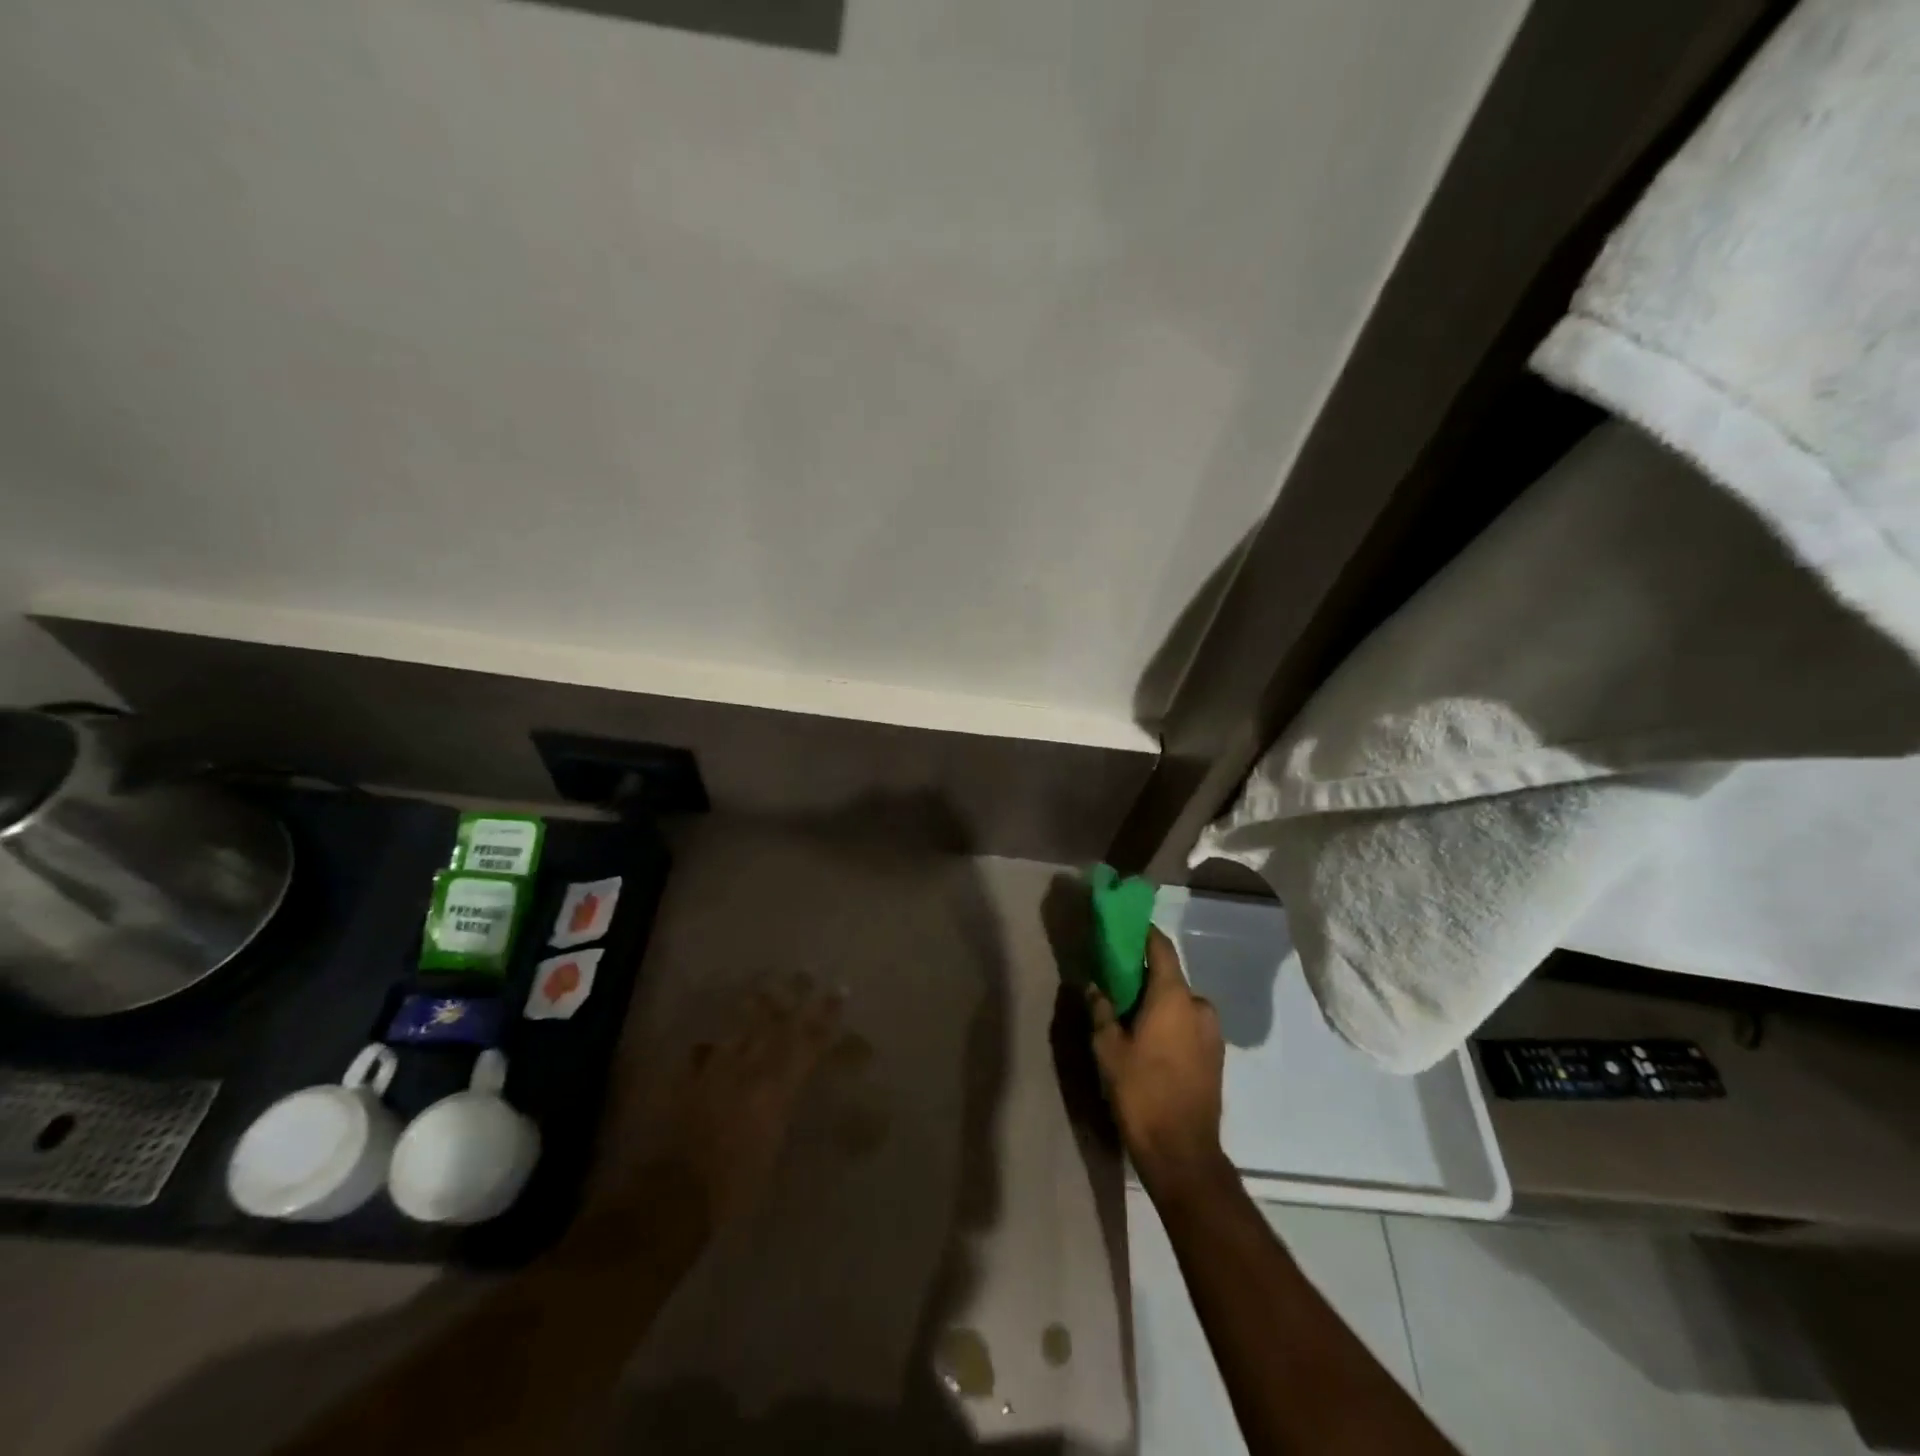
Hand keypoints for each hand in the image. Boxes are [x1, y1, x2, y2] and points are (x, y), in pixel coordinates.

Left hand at [627, 978, 841, 1231]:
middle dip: (790, 998)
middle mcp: (747, 1070)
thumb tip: (797, 1094)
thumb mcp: (776, 1149)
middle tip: (802, 974)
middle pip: (773, 1025)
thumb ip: (786, 1110)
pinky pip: (701, 1054)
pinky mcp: (686, 1083)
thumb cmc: (737, 1184)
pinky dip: (711, 1046)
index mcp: (776, 1088)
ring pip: (738, 1030)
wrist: (676, 1195)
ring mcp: (714, 1072)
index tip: (839, 991)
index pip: (807, 1042)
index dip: (825, 1015)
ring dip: (753, 1009)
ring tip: (761, 990)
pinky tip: (711, 1041)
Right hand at [1087, 927, 1227, 1197]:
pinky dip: (1170, 1023)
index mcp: (1175, 996)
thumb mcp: (1108, 1048)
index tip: (1123, 928)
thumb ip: (1101, 1010)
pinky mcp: (1215, 1057)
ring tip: (1130, 1019)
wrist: (1182, 1152)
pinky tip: (1150, 1044)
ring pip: (1180, 1004)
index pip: (1161, 948)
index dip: (1143, 934)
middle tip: (1116, 984)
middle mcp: (1199, 1006)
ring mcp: (1212, 1033)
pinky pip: (1188, 1025)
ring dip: (1158, 1003)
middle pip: (1169, 977)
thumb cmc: (1141, 1091)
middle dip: (1144, 976)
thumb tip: (1095, 986)